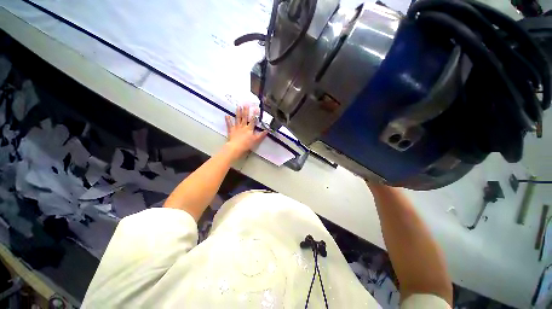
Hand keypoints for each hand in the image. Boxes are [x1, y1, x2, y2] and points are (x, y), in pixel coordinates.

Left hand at [224, 105, 267, 160]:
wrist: (237, 147)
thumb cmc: (247, 144)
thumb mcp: (256, 140)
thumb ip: (261, 135)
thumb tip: (267, 130)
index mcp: (249, 129)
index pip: (252, 120)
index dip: (254, 114)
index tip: (255, 108)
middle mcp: (243, 126)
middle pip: (245, 118)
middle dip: (245, 111)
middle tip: (245, 104)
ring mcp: (236, 128)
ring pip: (238, 119)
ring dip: (238, 112)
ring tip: (238, 106)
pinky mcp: (231, 130)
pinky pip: (229, 124)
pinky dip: (228, 120)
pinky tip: (227, 115)